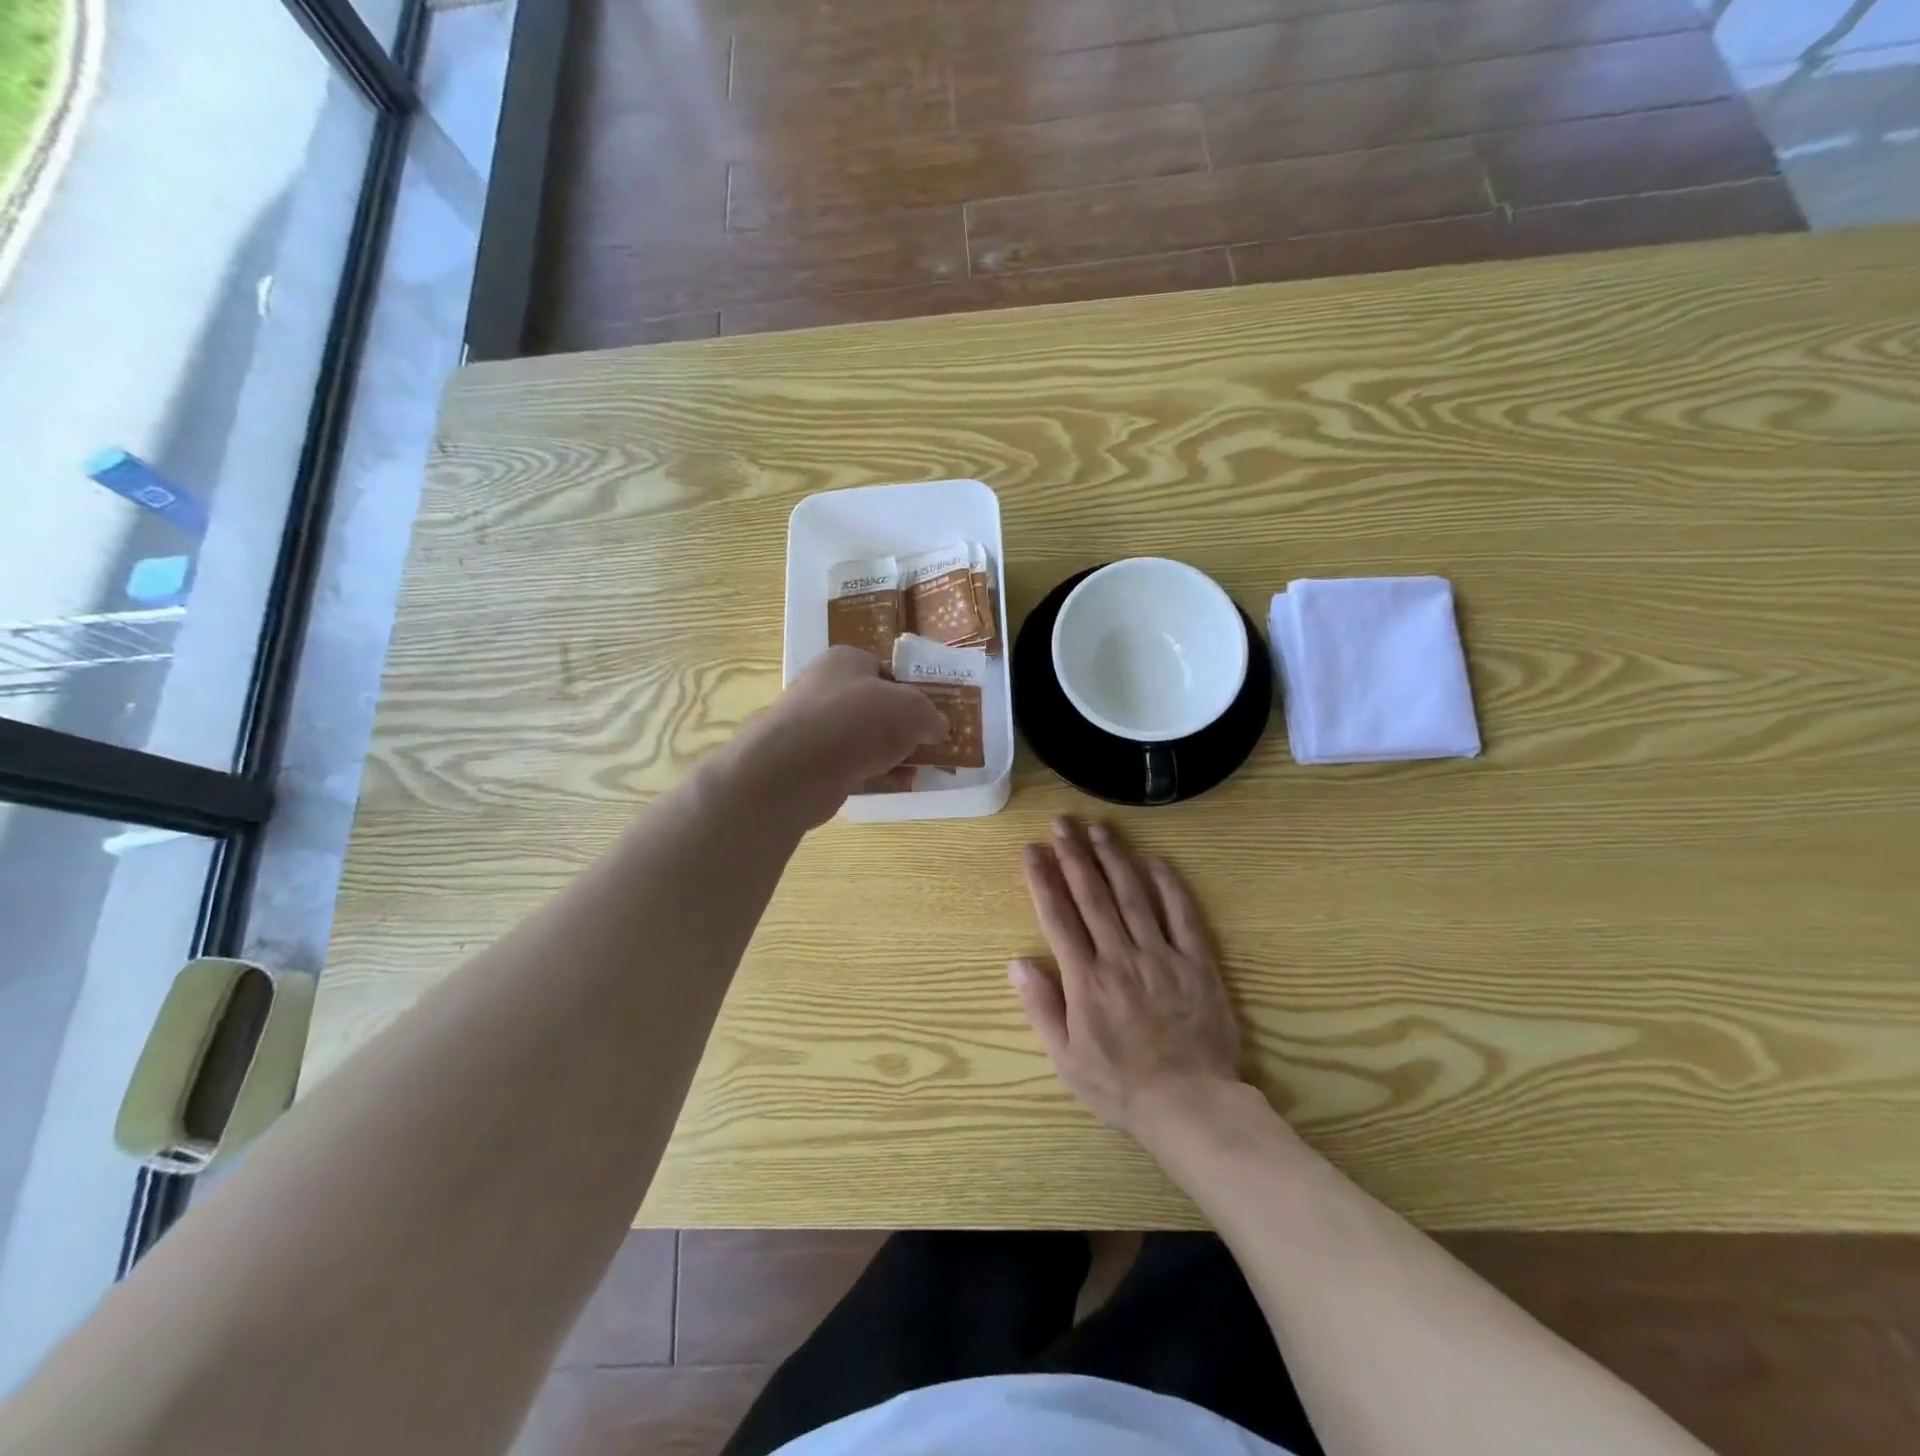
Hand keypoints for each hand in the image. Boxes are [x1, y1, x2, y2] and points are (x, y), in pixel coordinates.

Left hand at [731, 646, 944, 826]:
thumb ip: (930, 716)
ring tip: (921, 768)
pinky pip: (851, 766)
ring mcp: (813, 727)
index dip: (911, 690)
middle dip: (902, 726)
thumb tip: (938, 727)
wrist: (798, 767)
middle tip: (929, 743)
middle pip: (874, 706)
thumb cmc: (858, 719)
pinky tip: (897, 785)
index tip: (931, 714)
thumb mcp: (912, 709)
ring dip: (891, 753)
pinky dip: (874, 774)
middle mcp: (825, 688)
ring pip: (863, 739)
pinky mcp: (809, 764)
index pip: (884, 669)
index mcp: (845, 660)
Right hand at [1010, 816, 1244, 1144]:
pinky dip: (1167, 884)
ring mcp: (1160, 956)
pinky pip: (1181, 915)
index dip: (1043, 880)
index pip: (1058, 917)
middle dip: (1074, 855)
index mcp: (1085, 980)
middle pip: (1092, 896)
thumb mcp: (1066, 1058)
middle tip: (1062, 823)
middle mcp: (1119, 957)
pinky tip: (1153, 859)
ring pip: (1133, 896)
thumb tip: (1016, 961)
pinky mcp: (1196, 962)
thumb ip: (1041, 1007)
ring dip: (1114, 859)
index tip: (1032, 851)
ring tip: (1099, 829)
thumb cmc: (1120, 1086)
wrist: (1190, 1104)